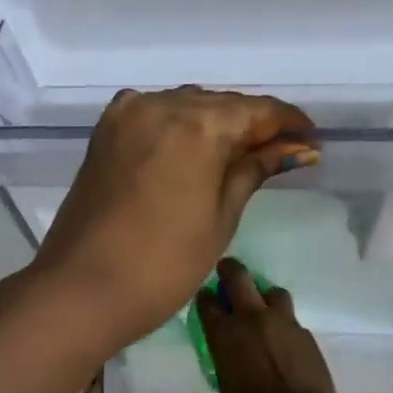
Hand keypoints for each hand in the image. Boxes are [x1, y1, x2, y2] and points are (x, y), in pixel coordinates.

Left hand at [28, 88, 316, 346]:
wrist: (81, 288)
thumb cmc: (163, 263)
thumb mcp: (221, 216)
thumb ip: (255, 169)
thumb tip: (297, 148)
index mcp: (197, 124)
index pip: (256, 109)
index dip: (288, 123)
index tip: (311, 140)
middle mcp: (161, 104)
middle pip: (221, 104)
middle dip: (253, 123)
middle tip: (282, 151)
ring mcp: (128, 113)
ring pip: (187, 104)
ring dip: (217, 121)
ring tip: (241, 152)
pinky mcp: (106, 129)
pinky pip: (156, 113)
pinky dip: (180, 123)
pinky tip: (194, 146)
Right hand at [197, 258, 345, 392]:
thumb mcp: (227, 389)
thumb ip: (226, 361)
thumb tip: (230, 353)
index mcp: (225, 334)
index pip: (208, 302)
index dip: (205, 297)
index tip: (205, 296)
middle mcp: (252, 318)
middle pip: (239, 278)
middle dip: (230, 270)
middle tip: (226, 270)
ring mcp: (282, 322)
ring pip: (272, 292)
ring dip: (264, 296)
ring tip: (263, 308)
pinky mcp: (305, 333)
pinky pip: (291, 319)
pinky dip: (284, 324)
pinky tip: (284, 341)